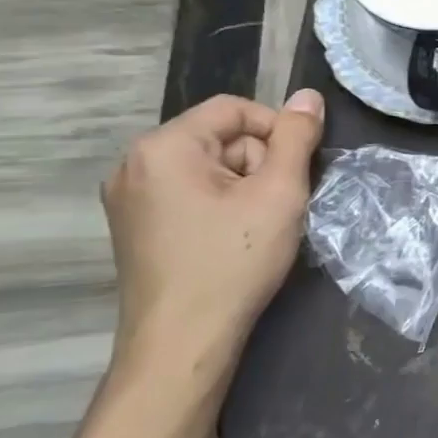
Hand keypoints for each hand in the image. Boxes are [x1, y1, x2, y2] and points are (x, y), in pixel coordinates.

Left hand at [100, 91, 323, 415]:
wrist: (183, 341)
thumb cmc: (234, 261)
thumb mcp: (279, 193)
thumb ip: (296, 138)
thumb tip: (308, 96)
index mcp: (163, 147)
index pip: (235, 109)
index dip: (277, 131)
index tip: (299, 170)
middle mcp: (135, 164)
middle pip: (220, 138)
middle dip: (258, 164)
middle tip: (277, 205)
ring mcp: (129, 197)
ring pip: (209, 168)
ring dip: (243, 187)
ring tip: (258, 226)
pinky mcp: (135, 225)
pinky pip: (190, 193)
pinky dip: (220, 205)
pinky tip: (233, 237)